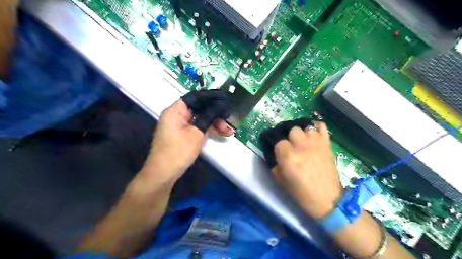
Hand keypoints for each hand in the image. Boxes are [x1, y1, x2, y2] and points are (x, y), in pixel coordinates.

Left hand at [141, 99, 234, 185]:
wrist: (164, 174)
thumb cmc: (178, 151)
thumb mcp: (196, 133)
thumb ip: (208, 117)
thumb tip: (219, 107)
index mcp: (175, 111)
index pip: (195, 97)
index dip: (210, 98)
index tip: (224, 101)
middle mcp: (176, 115)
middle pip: (198, 109)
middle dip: (215, 114)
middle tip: (229, 120)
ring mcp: (179, 126)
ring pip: (199, 119)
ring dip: (213, 123)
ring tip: (228, 131)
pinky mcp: (182, 135)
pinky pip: (196, 127)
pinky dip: (207, 130)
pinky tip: (220, 133)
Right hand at [271, 123, 344, 219]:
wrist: (327, 200)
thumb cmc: (301, 193)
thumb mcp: (280, 181)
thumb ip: (275, 165)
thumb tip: (275, 155)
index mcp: (288, 156)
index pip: (278, 141)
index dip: (278, 148)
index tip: (280, 154)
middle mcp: (301, 146)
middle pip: (292, 130)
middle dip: (289, 138)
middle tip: (291, 147)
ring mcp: (316, 143)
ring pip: (305, 127)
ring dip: (302, 133)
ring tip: (302, 141)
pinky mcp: (327, 144)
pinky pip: (322, 126)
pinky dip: (317, 127)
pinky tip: (313, 134)